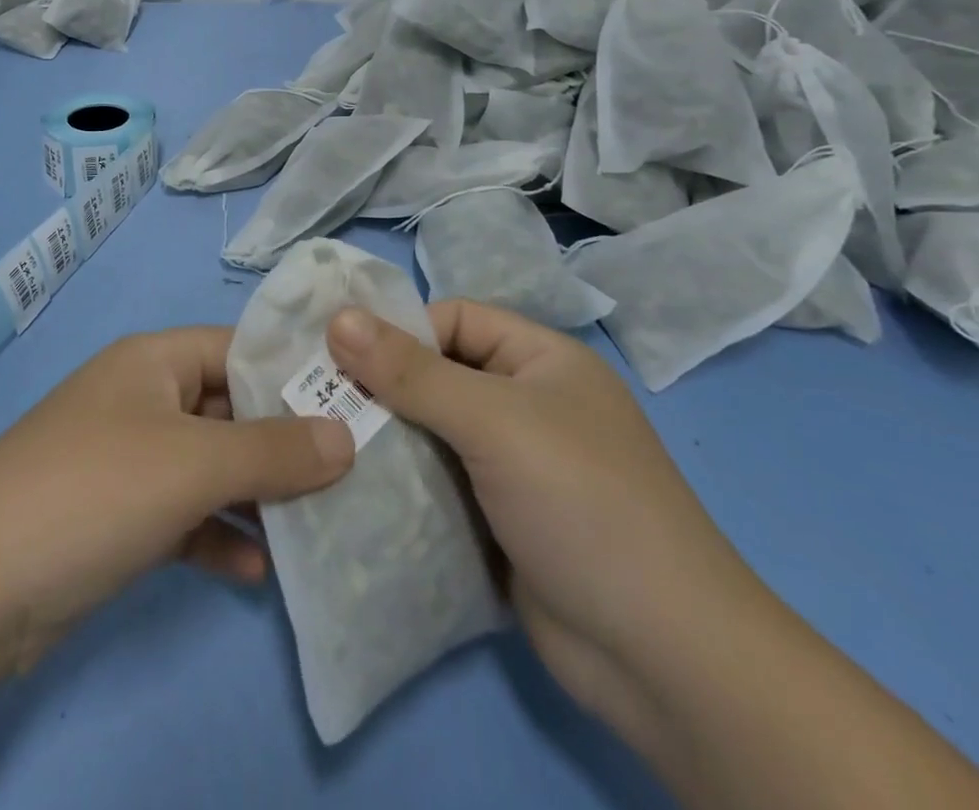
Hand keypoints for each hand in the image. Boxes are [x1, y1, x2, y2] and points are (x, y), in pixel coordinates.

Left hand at [0, 328, 355, 678]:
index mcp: (153, 361)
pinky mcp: (114, 515)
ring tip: (316, 526)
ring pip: (209, 466)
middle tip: (351, 473)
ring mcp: (126, 458)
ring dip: (255, 494)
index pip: (237, 349)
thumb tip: (346, 436)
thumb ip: (273, 449)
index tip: (355, 403)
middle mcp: (141, 398)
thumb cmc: (94, 491)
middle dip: (283, 441)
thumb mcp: (193, 464)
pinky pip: (182, 514)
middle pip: (227, 408)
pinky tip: (254, 570)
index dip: (293, 372)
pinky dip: (216, 535)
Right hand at [325, 301, 769, 749]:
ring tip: (323, 444)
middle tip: (313, 400)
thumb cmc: (583, 505)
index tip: (335, 354)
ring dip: (385, 440)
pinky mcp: (498, 521)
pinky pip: (437, 485)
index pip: (453, 320)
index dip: (397, 331)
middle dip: (380, 388)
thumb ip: (412, 372)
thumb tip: (337, 317)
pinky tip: (353, 490)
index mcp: (540, 361)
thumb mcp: (494, 422)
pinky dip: (402, 485)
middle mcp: (526, 405)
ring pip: (431, 434)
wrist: (664, 660)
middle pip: (436, 376)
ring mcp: (513, 468)